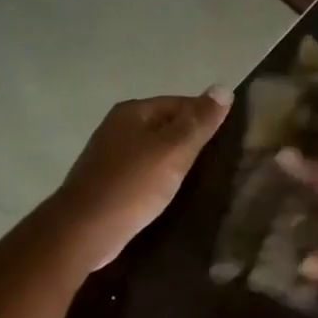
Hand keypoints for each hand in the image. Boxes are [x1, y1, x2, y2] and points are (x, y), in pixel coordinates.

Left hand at [50, 88, 232, 269]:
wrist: (86, 229)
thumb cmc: (133, 185)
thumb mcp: (173, 150)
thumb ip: (199, 122)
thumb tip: (223, 88)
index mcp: (133, 111)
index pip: (181, 103)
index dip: (207, 119)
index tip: (231, 141)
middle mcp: (119, 127)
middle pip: (167, 127)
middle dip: (193, 142)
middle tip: (223, 163)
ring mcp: (111, 156)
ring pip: (156, 152)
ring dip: (178, 164)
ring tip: (204, 181)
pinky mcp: (110, 183)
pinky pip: (145, 174)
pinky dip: (162, 181)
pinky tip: (175, 196)